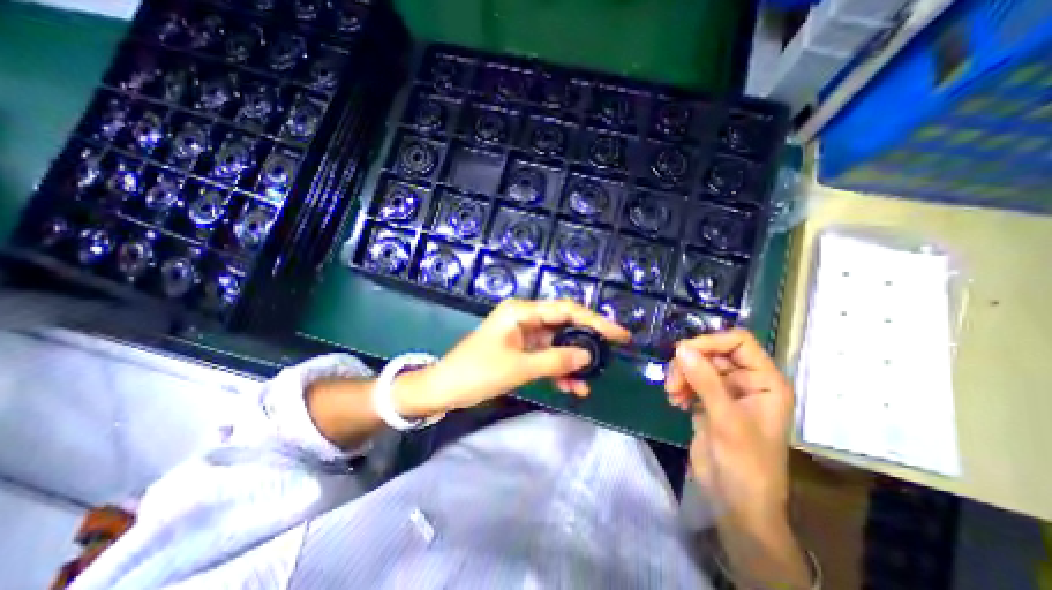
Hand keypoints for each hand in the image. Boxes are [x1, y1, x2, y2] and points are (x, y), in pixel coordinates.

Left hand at [389, 299, 626, 418]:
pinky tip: (571, 387)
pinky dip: (558, 369)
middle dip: (587, 342)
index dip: (595, 321)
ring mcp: (524, 334)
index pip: (566, 310)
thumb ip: (556, 360)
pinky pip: (546, 356)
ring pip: (557, 344)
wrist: (445, 388)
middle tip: (612, 354)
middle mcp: (525, 317)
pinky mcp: (521, 349)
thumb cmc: (478, 373)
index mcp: (522, 312)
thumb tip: (588, 355)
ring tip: (589, 381)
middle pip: (564, 325)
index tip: (619, 334)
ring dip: (572, 362)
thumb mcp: (519, 367)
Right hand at [665, 329, 797, 531]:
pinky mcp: (708, 401)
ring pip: (697, 364)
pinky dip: (679, 386)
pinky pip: (689, 380)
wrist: (735, 502)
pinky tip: (674, 402)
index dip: (711, 342)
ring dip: (680, 375)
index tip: (684, 353)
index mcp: (764, 381)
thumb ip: (705, 381)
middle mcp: (746, 381)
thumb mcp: (726, 420)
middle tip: (673, 382)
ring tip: (672, 394)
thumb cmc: (745, 464)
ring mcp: (725, 391)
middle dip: (689, 363)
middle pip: (712, 351)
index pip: (739, 341)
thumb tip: (680, 348)